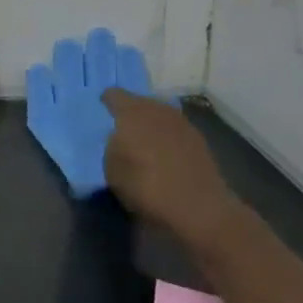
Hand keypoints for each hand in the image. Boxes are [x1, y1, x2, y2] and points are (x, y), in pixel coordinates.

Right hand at [101, 91, 248, 267]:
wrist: (199, 208)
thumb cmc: (146, 186)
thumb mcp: (112, 170)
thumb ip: (112, 147)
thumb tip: (120, 139)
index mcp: (132, 112)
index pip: (114, 95)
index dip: (107, 100)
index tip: (103, 108)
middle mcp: (157, 109)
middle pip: (140, 102)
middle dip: (132, 112)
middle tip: (123, 128)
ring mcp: (182, 123)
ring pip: (160, 115)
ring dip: (152, 125)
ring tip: (145, 142)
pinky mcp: (199, 140)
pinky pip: (175, 131)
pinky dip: (168, 138)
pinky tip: (165, 154)